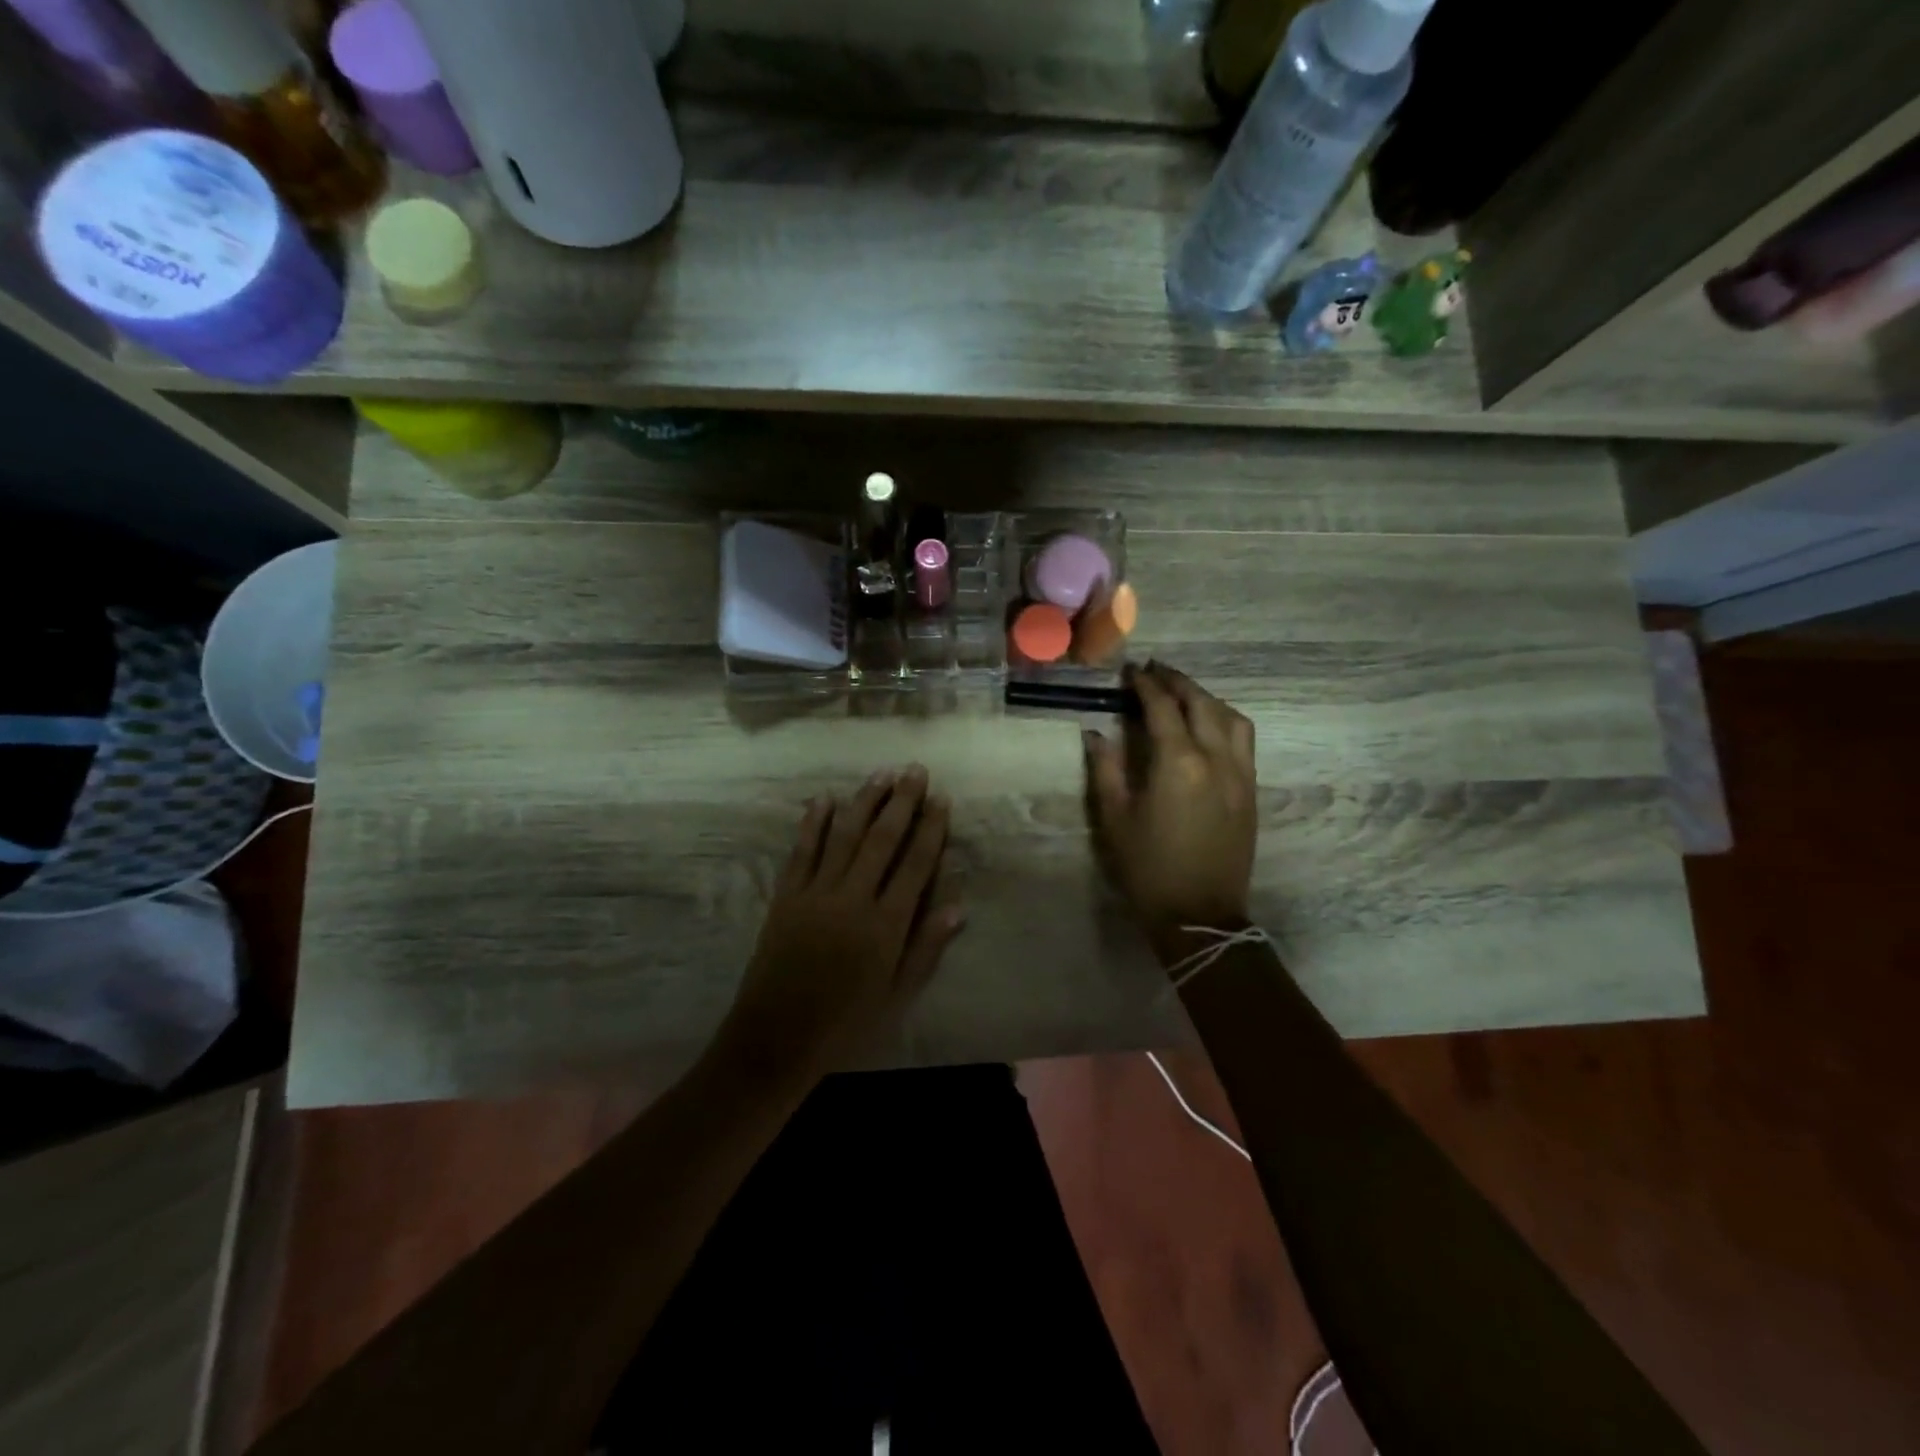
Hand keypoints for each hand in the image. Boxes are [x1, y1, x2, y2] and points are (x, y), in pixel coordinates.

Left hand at [717, 765, 965, 1083]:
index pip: (915, 865)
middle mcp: (853, 899)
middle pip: (882, 840)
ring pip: (844, 836)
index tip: (942, 799)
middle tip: (915, 770)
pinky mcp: (786, 897)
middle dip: (901, 802)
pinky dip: (813, 823)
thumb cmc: (845, 1023)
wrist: (776, 1039)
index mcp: (885, 925)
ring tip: (882, 773)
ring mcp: (816, 894)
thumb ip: (926, 949)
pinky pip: (802, 852)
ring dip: (864, 802)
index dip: (931, 829)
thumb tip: (958, 907)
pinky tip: (824, 799)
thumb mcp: (896, 996)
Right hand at [1083, 662, 1257, 950]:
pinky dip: (1225, 720)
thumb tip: (1096, 733)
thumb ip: (1105, 769)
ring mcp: (1240, 774)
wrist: (1199, 915)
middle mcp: (1216, 758)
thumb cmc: (1148, 868)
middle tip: (1155, 672)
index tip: (1131, 672)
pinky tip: (1208, 725)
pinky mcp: (1251, 791)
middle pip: (1201, 703)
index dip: (1145, 685)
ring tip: (1182, 694)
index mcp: (1178, 763)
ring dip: (1206, 698)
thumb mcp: (1114, 818)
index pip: (1162, 707)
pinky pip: (1244, 740)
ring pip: (1231, 717)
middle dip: (1177, 682)